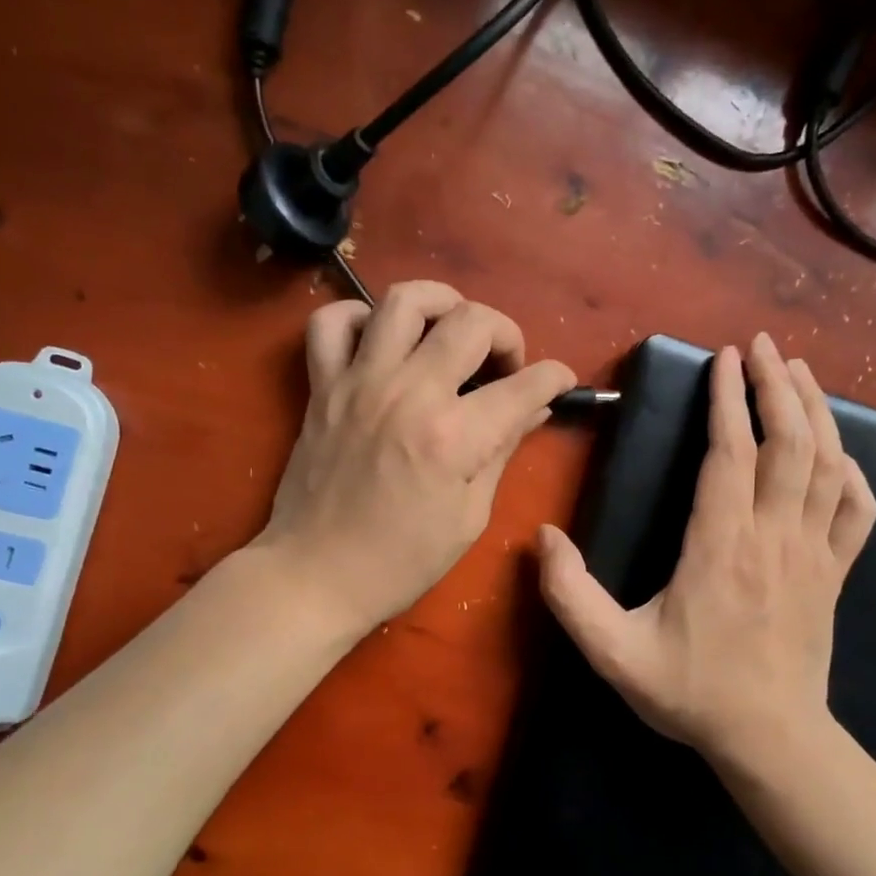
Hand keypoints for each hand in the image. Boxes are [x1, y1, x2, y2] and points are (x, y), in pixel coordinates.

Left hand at [255, 281, 575, 636]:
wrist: (315, 575)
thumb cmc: (400, 561)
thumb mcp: (468, 517)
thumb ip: (501, 453)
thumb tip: (532, 411)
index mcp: (454, 437)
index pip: (525, 385)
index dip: (556, 378)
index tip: (560, 383)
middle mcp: (409, 393)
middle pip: (472, 322)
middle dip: (507, 333)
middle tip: (505, 365)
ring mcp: (360, 383)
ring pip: (403, 300)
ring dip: (441, 303)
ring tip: (450, 329)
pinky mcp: (322, 386)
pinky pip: (331, 323)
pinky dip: (359, 317)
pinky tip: (380, 340)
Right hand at [537, 334, 875, 761]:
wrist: (770, 740)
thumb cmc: (690, 692)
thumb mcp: (614, 653)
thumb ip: (570, 596)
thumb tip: (542, 538)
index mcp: (720, 547)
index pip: (731, 454)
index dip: (727, 401)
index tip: (722, 359)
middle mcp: (773, 537)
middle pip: (788, 443)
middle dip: (776, 386)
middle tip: (762, 346)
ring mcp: (813, 554)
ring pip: (828, 465)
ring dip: (815, 412)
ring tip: (798, 372)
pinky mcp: (835, 574)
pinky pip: (857, 511)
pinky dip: (853, 473)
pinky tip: (840, 454)